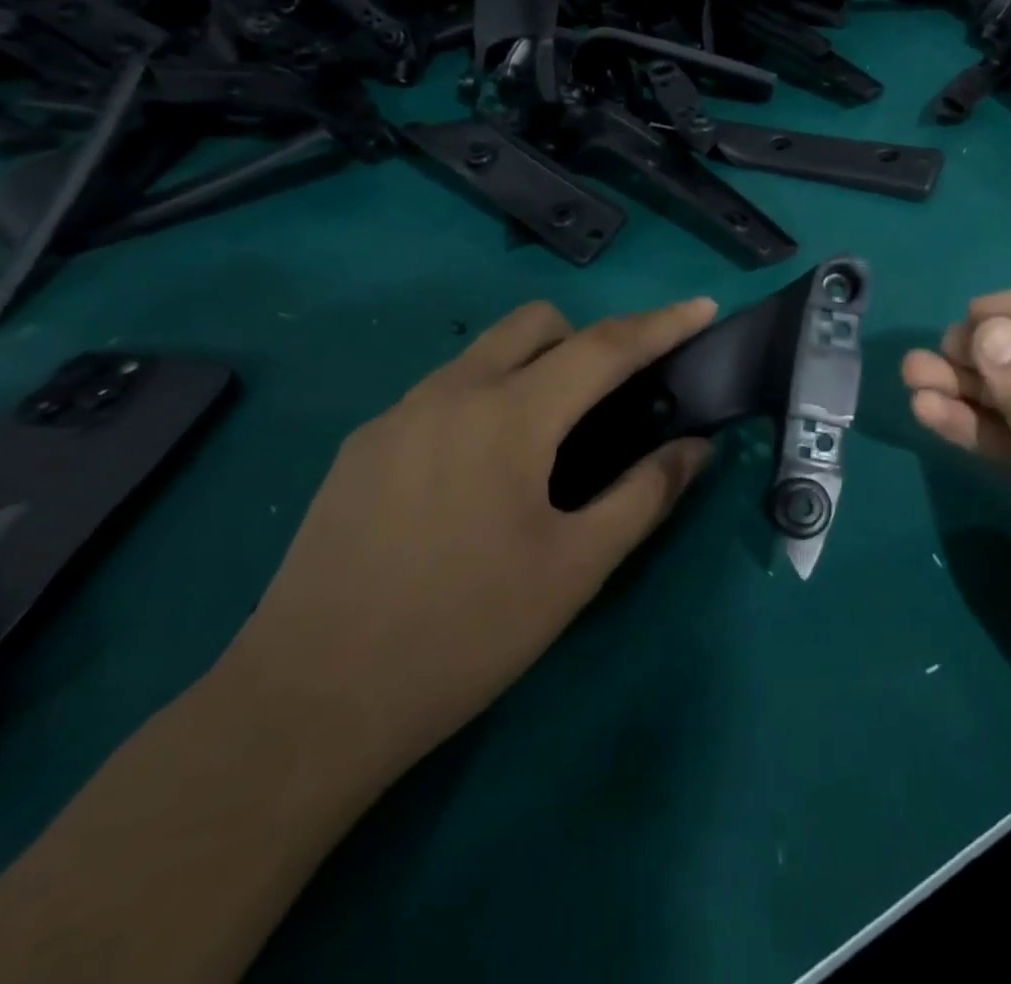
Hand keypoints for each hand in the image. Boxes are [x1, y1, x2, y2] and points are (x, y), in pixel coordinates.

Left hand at [224, 297, 716, 779]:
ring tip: (544, 446)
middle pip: (536, 323)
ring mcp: (397, 415)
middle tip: (610, 401)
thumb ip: (645, 495)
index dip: (661, 324)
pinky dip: (484, 401)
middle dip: (587, 339)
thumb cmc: (463, 634)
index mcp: (510, 416)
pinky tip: (476, 478)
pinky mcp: (362, 446)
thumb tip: (696, 448)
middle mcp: (451, 393)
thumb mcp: (575, 570)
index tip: (702, 307)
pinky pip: (442, 392)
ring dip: (532, 368)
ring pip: (484, 352)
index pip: (604, 346)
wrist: (308, 703)